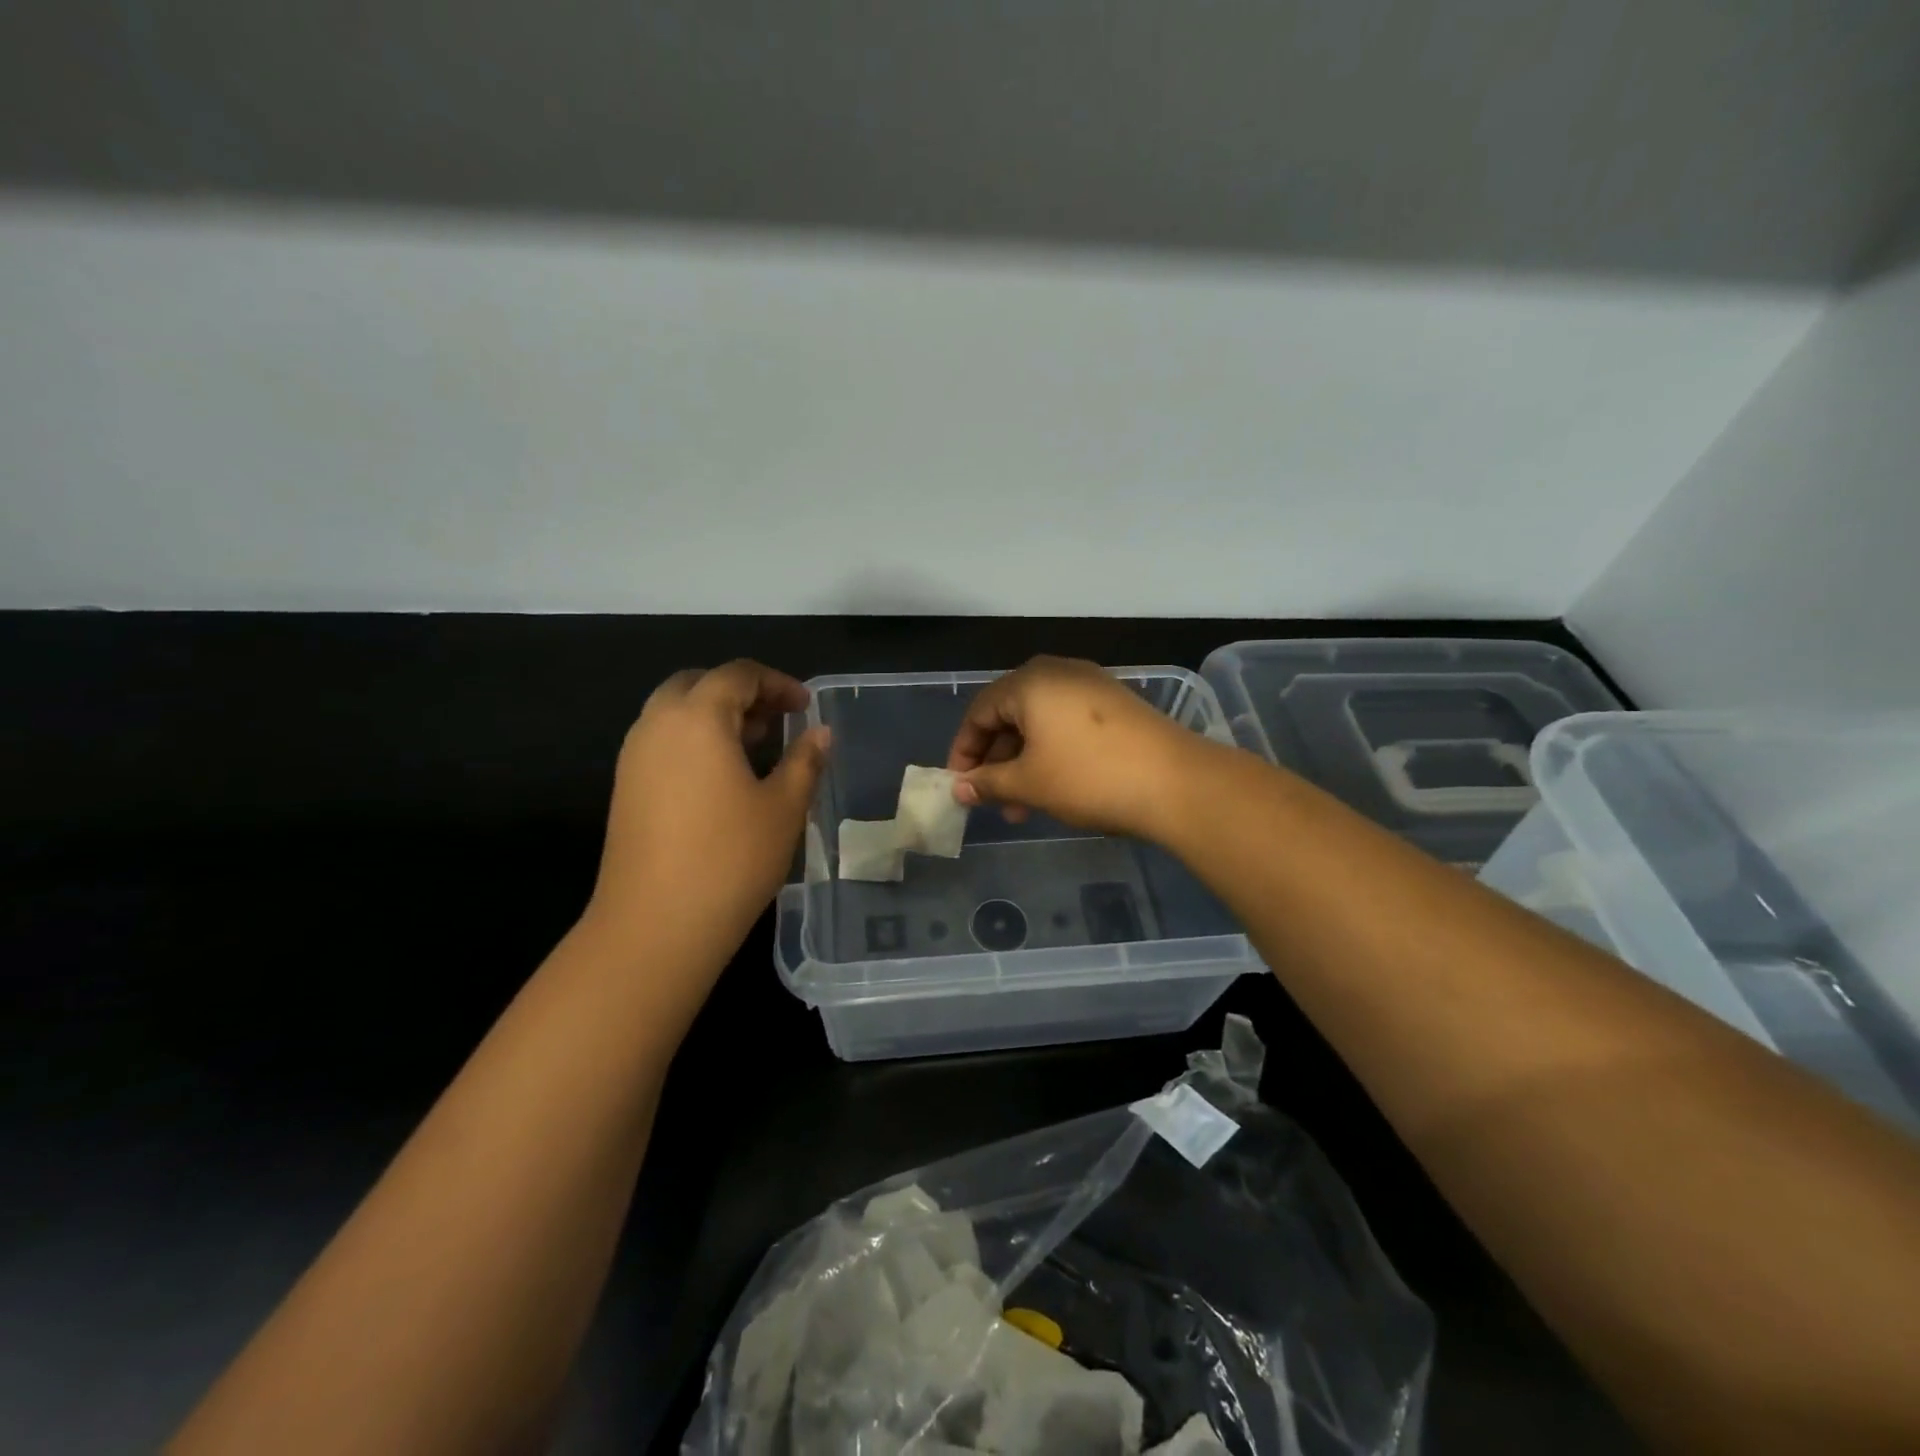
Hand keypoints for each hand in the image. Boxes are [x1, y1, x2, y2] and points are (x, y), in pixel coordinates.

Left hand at [584, 660, 829, 966]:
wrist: (655, 925)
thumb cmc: (731, 858)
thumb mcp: (784, 806)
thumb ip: (805, 760)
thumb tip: (821, 733)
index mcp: (697, 718)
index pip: (738, 675)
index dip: (778, 683)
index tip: (806, 707)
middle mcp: (657, 725)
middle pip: (698, 684)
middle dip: (740, 692)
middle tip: (777, 720)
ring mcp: (633, 757)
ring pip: (674, 713)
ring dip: (715, 716)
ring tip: (756, 747)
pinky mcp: (625, 788)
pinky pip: (662, 742)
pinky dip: (694, 740)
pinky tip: (723, 778)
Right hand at [945, 655, 1206, 841]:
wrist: (1176, 783)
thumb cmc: (1088, 777)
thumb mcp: (1029, 783)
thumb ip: (987, 782)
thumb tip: (958, 788)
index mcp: (1030, 682)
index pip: (979, 711)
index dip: (963, 750)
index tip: (960, 785)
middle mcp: (1059, 673)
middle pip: (1010, 715)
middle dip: (996, 761)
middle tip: (992, 800)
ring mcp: (1092, 686)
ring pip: (1040, 723)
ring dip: (1024, 763)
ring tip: (1023, 808)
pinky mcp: (1116, 705)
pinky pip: (1068, 724)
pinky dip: (1052, 754)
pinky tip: (1056, 788)